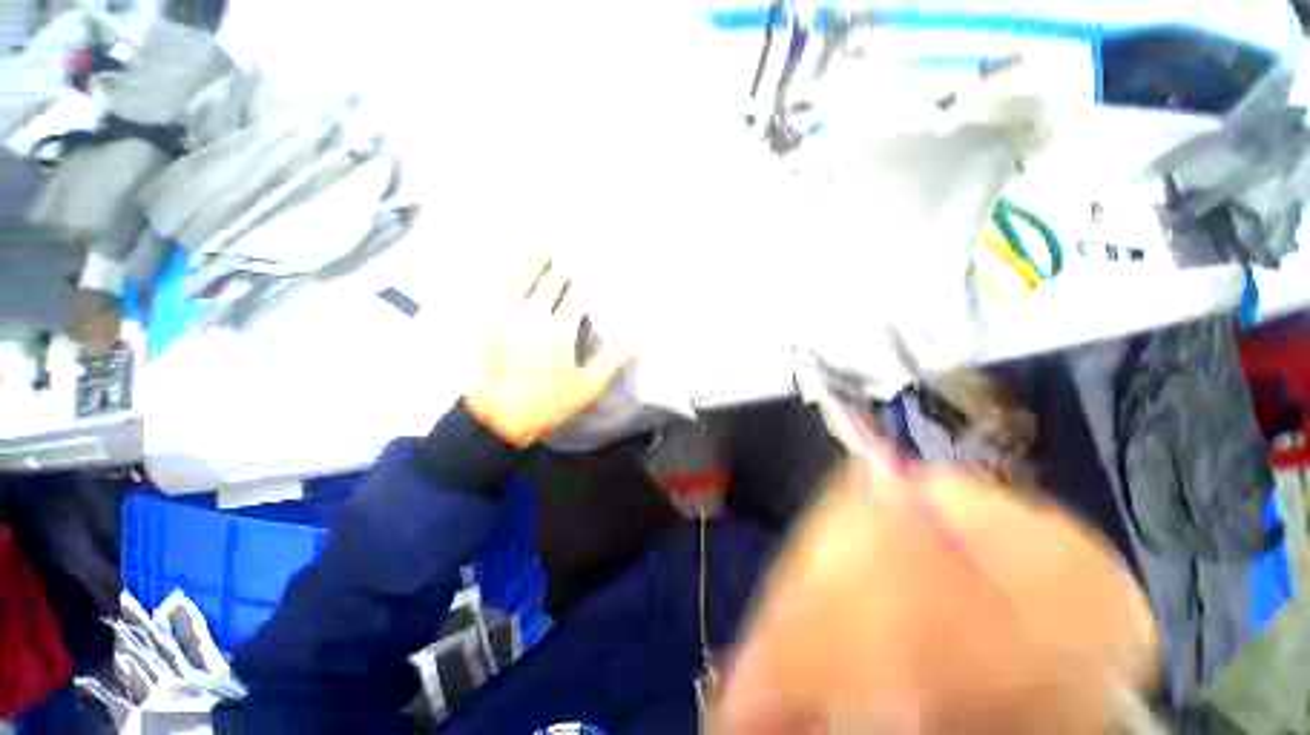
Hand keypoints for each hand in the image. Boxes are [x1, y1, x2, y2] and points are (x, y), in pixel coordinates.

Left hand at [464, 261, 630, 447]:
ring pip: (521, 284)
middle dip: (562, 267)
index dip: (586, 280)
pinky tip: (508, 276)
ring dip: (533, 265)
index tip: (594, 265)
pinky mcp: (489, 327)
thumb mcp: (586, 388)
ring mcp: (508, 320)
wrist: (500, 417)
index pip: (576, 297)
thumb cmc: (548, 403)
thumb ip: (610, 364)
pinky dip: (503, 283)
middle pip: (550, 285)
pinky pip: (495, 297)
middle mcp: (534, 319)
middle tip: (571, 249)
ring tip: (543, 249)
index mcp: (559, 332)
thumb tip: (635, 345)